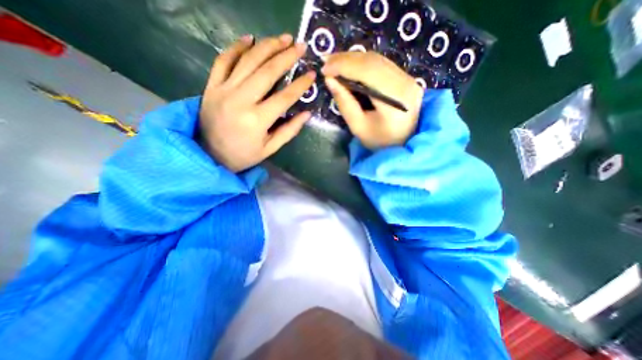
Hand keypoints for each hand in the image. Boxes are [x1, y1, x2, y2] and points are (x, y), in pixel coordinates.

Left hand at [198, 33, 314, 171]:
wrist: (209, 155)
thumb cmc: (244, 155)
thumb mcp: (270, 148)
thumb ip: (289, 131)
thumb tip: (307, 114)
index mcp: (257, 120)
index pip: (285, 97)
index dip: (300, 85)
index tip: (311, 74)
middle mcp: (240, 100)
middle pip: (267, 72)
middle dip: (286, 56)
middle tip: (300, 46)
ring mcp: (223, 90)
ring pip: (247, 61)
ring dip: (267, 46)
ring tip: (282, 38)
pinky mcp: (211, 86)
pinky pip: (223, 60)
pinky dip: (236, 47)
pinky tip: (250, 39)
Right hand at [324, 51, 425, 148]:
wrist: (403, 142)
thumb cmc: (379, 141)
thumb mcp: (358, 127)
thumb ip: (345, 103)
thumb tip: (330, 80)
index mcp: (395, 100)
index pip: (368, 73)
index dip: (344, 66)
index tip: (324, 69)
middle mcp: (405, 83)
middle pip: (372, 62)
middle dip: (346, 59)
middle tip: (326, 62)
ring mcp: (408, 78)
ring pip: (377, 59)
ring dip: (353, 58)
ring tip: (334, 62)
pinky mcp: (406, 77)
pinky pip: (381, 63)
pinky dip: (362, 62)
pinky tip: (349, 65)